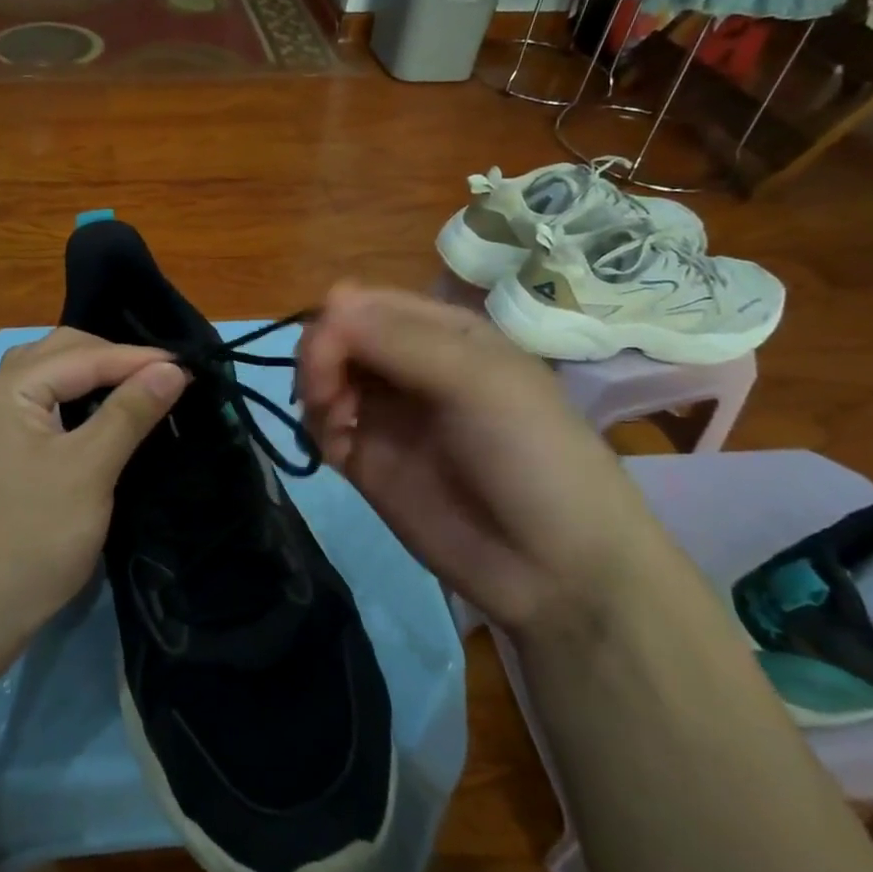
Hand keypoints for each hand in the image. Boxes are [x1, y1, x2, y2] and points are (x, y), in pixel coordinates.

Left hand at [0, 328, 188, 660]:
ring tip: (134, 388)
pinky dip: (70, 401)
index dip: (138, 359)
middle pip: (58, 355)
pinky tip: (96, 416)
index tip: (189, 367)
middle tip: (162, 376)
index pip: (83, 356)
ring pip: (45, 378)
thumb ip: (130, 412)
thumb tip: (172, 368)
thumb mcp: (89, 470)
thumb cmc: (30, 539)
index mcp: (5, 388)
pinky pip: (35, 405)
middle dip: (112, 359)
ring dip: (90, 376)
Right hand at [294, 283, 654, 632]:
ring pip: (323, 378)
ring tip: (333, 424)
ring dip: (314, 391)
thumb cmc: (533, 456)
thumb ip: (399, 340)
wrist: (558, 570)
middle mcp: (409, 367)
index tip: (327, 357)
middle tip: (325, 395)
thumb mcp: (478, 381)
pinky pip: (322, 428)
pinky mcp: (368, 462)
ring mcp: (387, 415)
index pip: (367, 304)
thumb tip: (328, 300)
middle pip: (337, 337)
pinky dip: (316, 428)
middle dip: (319, 357)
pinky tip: (335, 449)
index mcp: (444, 334)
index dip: (337, 322)